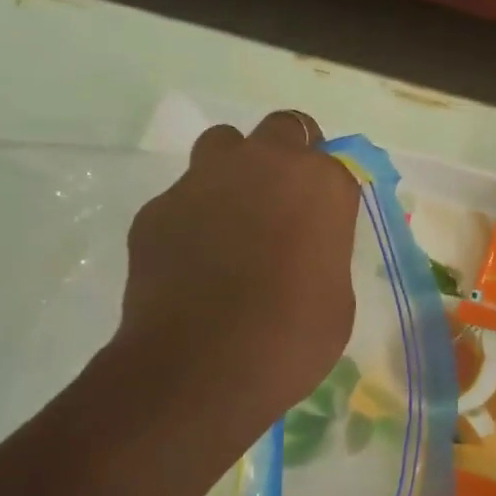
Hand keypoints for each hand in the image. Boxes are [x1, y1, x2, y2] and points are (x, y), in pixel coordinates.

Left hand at [103, 110, 360, 442]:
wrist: (202, 367)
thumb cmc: (293, 337)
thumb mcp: (336, 296)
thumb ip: (323, 250)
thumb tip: (302, 247)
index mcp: (321, 184)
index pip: (336, 164)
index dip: (328, 194)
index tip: (323, 223)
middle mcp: (264, 164)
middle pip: (283, 128)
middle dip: (287, 154)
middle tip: (283, 202)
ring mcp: (204, 179)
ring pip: (223, 145)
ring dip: (234, 170)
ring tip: (233, 220)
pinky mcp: (158, 207)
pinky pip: (182, 196)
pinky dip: (192, 216)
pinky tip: (191, 261)